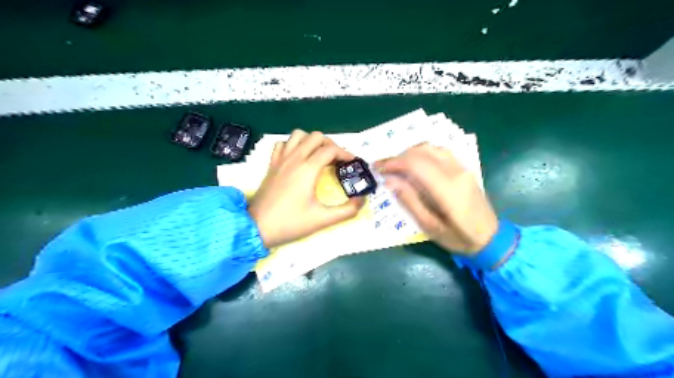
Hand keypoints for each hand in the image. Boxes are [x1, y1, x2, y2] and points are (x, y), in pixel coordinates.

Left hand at [246, 130, 362, 247]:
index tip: (353, 163)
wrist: (256, 228)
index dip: (345, 153)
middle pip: (316, 136)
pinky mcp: (272, 165)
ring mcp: (280, 160)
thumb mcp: (323, 220)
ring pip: (298, 135)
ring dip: (311, 141)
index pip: (330, 149)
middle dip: (330, 145)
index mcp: (308, 169)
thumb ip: (347, 211)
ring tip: (318, 156)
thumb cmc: (290, 223)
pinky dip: (293, 145)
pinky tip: (298, 158)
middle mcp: (294, 158)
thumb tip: (362, 201)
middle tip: (337, 160)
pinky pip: (283, 144)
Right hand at [377, 143, 495, 255]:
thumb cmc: (458, 237)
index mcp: (447, 189)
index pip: (415, 164)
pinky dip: (423, 153)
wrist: (490, 238)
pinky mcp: (464, 168)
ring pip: (431, 148)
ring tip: (397, 166)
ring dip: (410, 153)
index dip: (393, 163)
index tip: (378, 168)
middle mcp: (456, 172)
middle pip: (422, 152)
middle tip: (383, 167)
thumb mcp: (429, 226)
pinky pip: (440, 151)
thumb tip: (390, 181)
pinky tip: (415, 164)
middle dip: (398, 157)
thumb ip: (409, 201)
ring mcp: (462, 168)